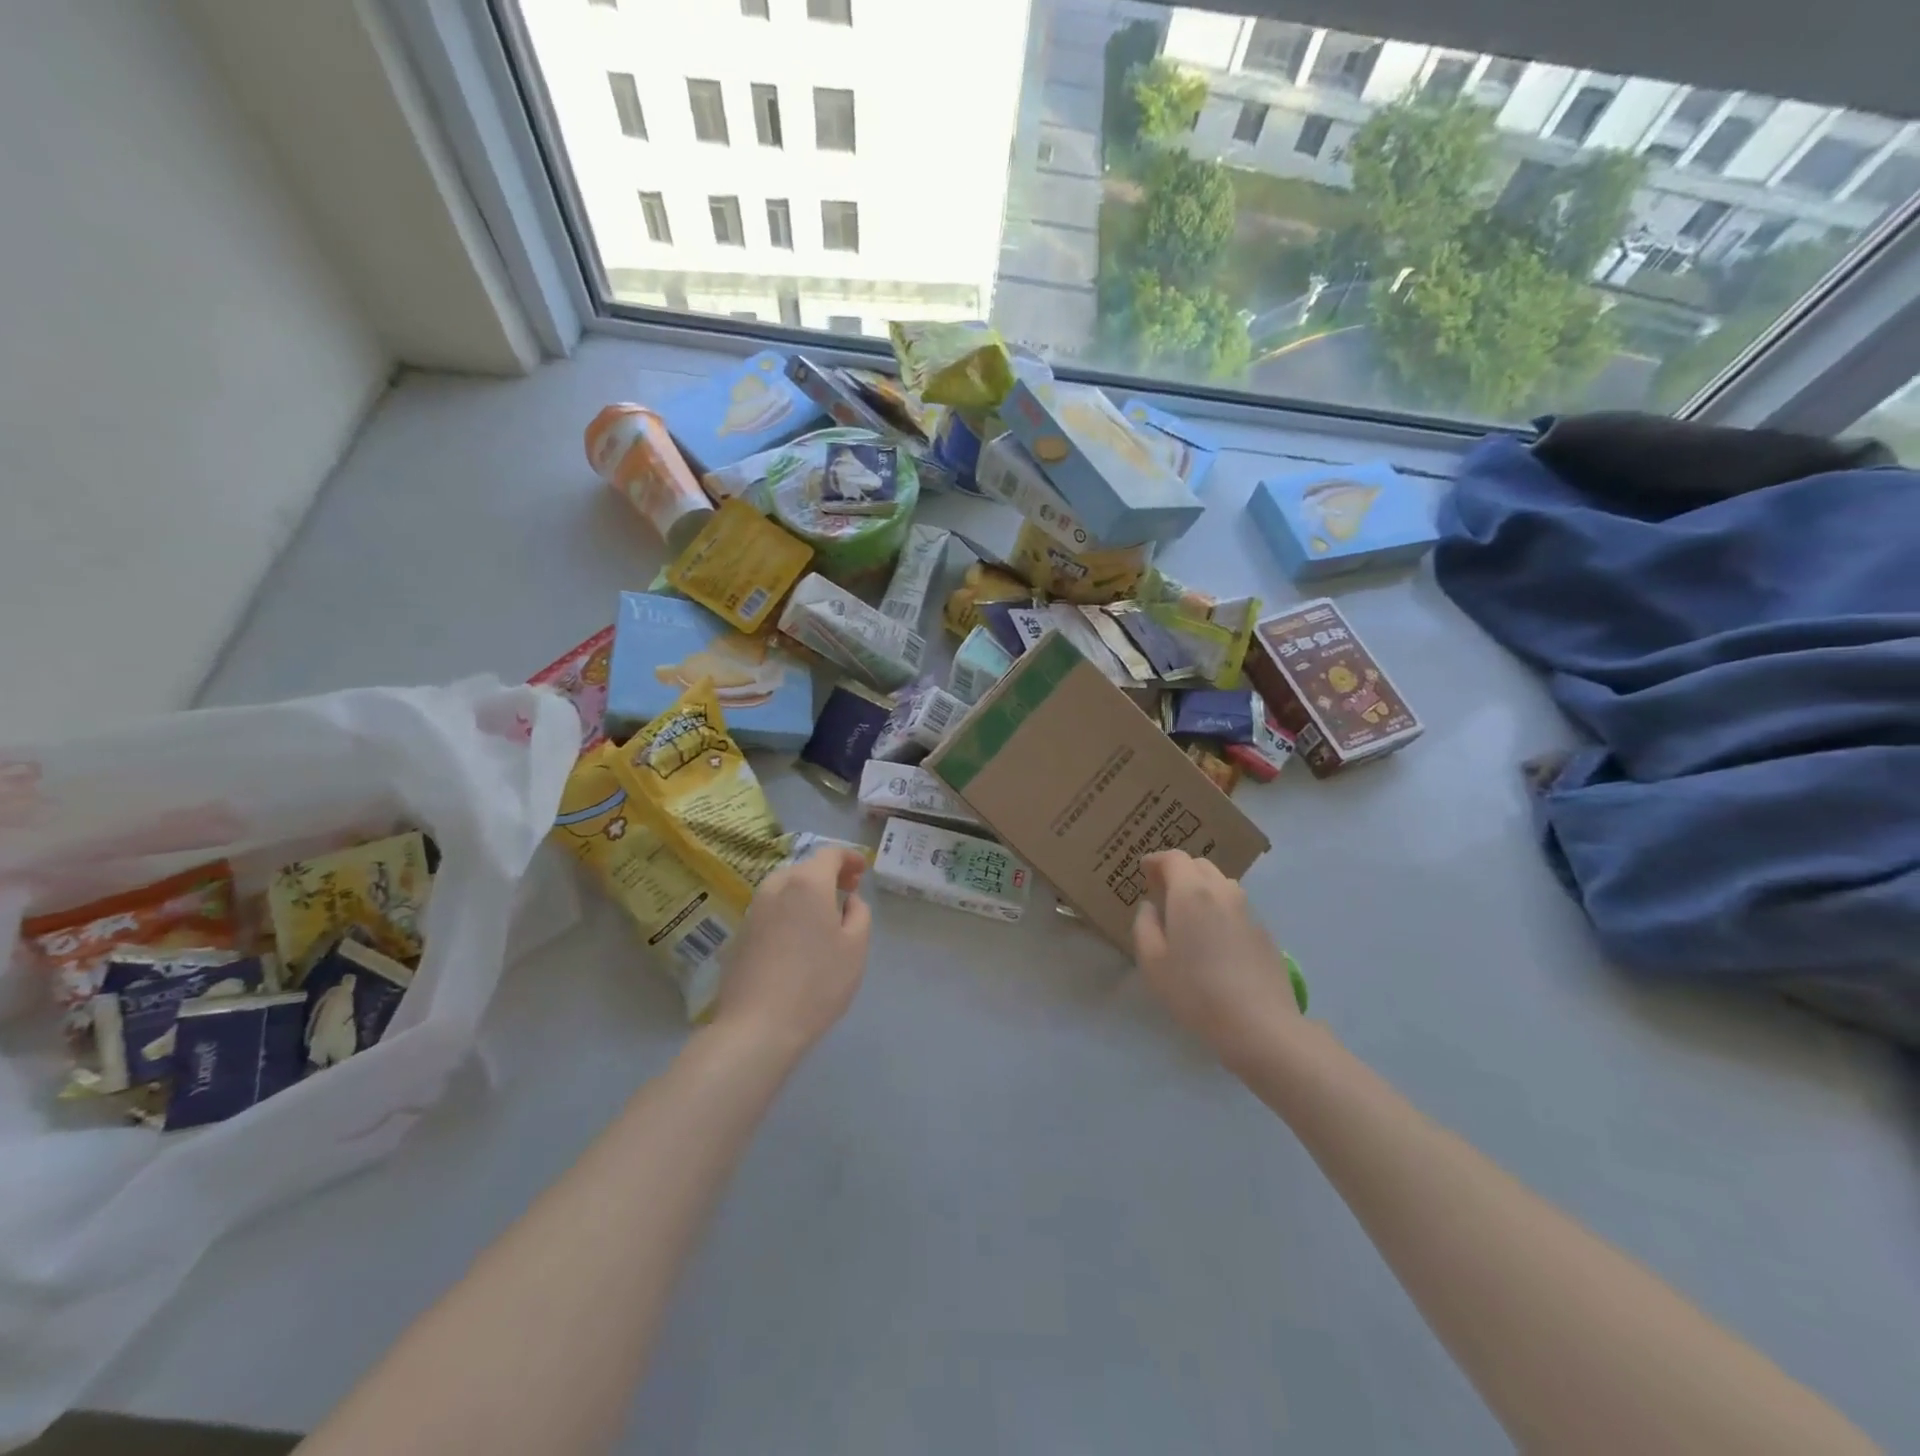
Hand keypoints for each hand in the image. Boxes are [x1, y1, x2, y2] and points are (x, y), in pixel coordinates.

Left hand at [712, 847, 871, 1058]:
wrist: (757, 1026)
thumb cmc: (817, 983)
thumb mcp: (856, 947)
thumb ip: (859, 913)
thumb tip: (848, 900)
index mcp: (807, 883)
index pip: (830, 853)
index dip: (849, 857)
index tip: (862, 870)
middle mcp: (776, 887)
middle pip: (804, 868)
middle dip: (827, 874)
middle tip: (847, 893)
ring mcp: (753, 910)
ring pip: (784, 887)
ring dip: (805, 892)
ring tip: (822, 915)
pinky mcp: (740, 933)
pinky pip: (770, 909)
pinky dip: (788, 910)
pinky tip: (797, 937)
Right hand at [1132, 851, 1300, 1067]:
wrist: (1260, 1025)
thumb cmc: (1195, 992)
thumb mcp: (1152, 962)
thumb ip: (1145, 926)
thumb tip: (1150, 908)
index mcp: (1190, 893)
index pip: (1174, 858)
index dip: (1156, 860)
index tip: (1144, 871)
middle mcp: (1222, 892)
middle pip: (1199, 865)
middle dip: (1179, 871)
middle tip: (1162, 891)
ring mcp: (1248, 911)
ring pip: (1222, 884)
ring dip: (1201, 888)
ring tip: (1188, 914)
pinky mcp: (1265, 932)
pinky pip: (1237, 907)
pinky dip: (1220, 909)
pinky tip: (1214, 939)